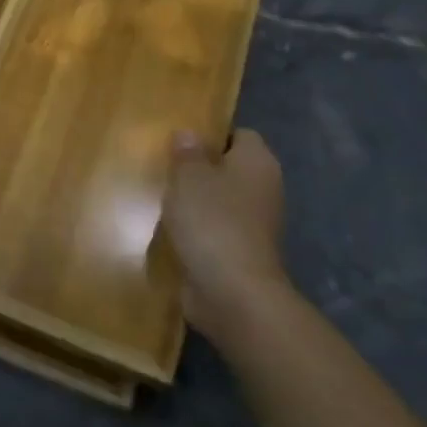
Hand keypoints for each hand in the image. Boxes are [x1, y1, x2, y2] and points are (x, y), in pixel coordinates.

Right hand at [162, 128, 289, 341]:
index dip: (211, 134)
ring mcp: (255, 224)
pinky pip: (216, 228)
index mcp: (257, 163)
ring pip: (221, 200)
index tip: (180, 141)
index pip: (240, 134)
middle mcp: (263, 189)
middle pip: (229, 168)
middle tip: (165, 166)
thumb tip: (189, 134)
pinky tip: (172, 229)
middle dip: (199, 168)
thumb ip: (187, 152)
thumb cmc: (212, 221)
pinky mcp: (241, 251)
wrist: (233, 292)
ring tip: (162, 197)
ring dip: (196, 200)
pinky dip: (198, 228)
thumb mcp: (188, 177)